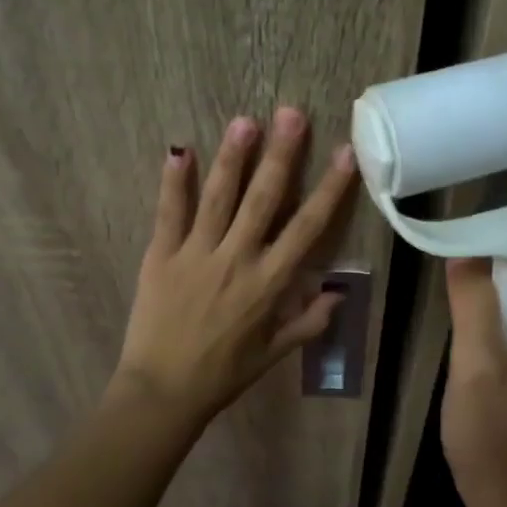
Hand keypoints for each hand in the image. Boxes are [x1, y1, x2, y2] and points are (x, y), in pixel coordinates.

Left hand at [113, 108, 358, 423]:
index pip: (307, 227)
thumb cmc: (223, 375)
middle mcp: (237, 259)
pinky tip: (179, 150)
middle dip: (281, 155)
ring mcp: (196, 254)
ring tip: (245, 121)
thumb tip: (338, 295)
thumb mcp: (273, 355)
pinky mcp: (161, 256)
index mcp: (269, 283)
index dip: (329, 189)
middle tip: (293, 114)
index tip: (345, 154)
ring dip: (233, 158)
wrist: (163, 392)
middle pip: (264, 199)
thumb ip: (307, 323)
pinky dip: (173, 181)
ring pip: (218, 197)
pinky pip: (169, 213)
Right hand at [440, 258, 506, 506]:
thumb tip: (464, 248)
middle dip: (491, 308)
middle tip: (460, 334)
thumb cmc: (494, 438)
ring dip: (492, 328)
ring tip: (466, 354)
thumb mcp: (476, 365)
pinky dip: (502, 347)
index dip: (491, 280)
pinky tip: (480, 369)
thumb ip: (473, 303)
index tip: (458, 295)